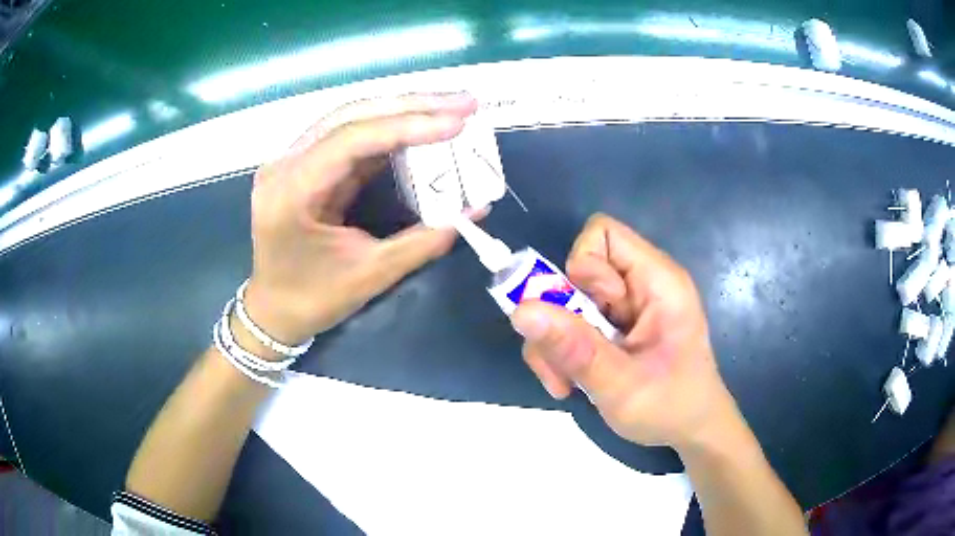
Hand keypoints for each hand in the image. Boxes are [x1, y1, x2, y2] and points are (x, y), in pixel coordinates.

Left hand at [243, 93, 477, 343]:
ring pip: (352, 119)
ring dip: (403, 110)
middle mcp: (286, 164)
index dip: (407, 125)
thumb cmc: (313, 299)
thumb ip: (424, 240)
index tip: (457, 122)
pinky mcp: (306, 165)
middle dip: (412, 105)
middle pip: (351, 116)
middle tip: (465, 102)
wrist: (275, 312)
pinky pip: (351, 137)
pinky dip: (389, 130)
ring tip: (450, 108)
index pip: (352, 139)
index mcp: (291, 191)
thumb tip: (476, 209)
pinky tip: (421, 126)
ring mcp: (293, 161)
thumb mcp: (370, 275)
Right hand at [512, 214, 737, 450]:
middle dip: (558, 318)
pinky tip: (571, 384)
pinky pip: (570, 326)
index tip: (590, 316)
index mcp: (657, 281)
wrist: (690, 432)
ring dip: (555, 344)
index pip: (604, 234)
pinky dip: (561, 354)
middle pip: (576, 272)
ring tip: (566, 383)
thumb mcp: (621, 385)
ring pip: (565, 303)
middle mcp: (639, 285)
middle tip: (562, 364)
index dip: (585, 269)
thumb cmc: (671, 408)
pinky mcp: (611, 329)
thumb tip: (519, 311)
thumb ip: (574, 349)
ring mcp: (623, 308)